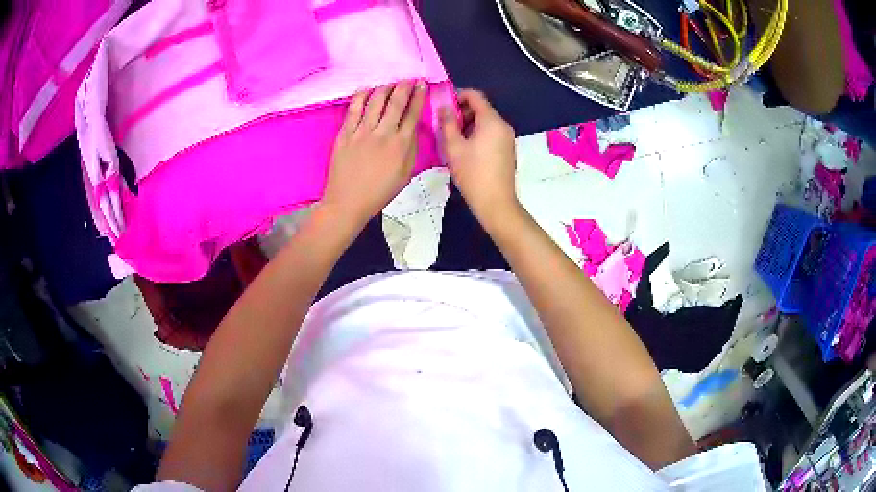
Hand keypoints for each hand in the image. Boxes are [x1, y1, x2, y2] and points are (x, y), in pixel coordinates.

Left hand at [322, 81, 426, 230]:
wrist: (348, 202)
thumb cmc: (379, 192)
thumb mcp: (405, 174)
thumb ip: (411, 149)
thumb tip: (412, 128)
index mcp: (401, 145)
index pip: (413, 113)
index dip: (418, 96)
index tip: (422, 85)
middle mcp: (384, 133)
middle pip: (396, 102)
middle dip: (404, 86)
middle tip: (408, 78)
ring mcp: (362, 131)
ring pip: (376, 101)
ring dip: (385, 87)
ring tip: (391, 82)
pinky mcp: (345, 133)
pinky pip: (354, 109)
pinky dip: (362, 95)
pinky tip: (367, 88)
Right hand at [440, 90, 520, 229]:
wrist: (496, 202)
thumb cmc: (473, 173)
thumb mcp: (453, 147)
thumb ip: (447, 123)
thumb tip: (444, 106)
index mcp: (492, 121)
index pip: (475, 96)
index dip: (457, 96)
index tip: (442, 106)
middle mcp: (503, 125)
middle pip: (481, 109)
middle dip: (461, 112)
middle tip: (444, 126)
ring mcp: (507, 138)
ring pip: (485, 122)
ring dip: (468, 125)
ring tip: (452, 140)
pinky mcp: (507, 150)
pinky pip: (491, 134)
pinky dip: (477, 134)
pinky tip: (465, 150)